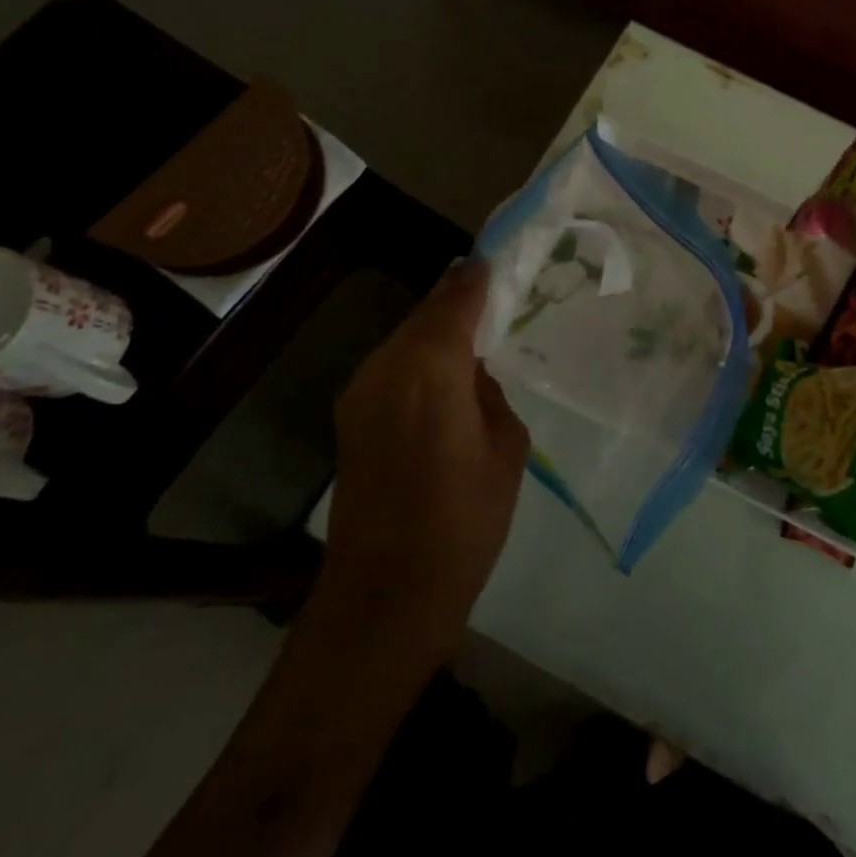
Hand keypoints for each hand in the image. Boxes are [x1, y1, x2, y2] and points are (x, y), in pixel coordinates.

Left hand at [315, 262, 528, 649]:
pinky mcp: (350, 419)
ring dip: (434, 327)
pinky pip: (391, 367)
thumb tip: (472, 376)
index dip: (476, 279)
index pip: (455, 302)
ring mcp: (360, 394)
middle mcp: (387, 368)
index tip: (495, 261)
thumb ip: (490, 396)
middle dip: (454, 297)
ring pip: (403, 339)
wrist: (386, 595)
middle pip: (423, 315)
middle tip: (489, 286)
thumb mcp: (505, 450)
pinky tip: (442, 370)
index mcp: (431, 369)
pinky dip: (418, 356)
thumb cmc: (464, 522)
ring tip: (472, 326)